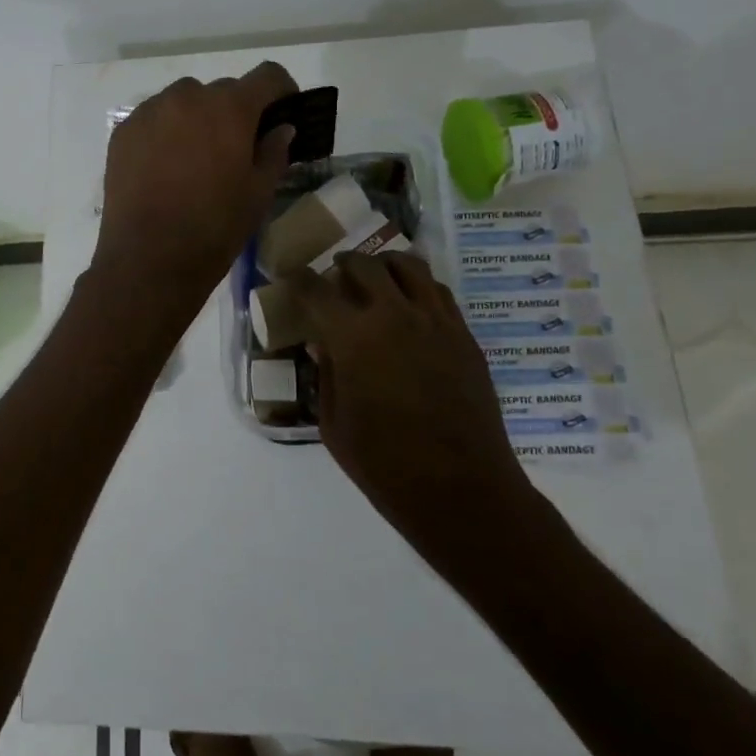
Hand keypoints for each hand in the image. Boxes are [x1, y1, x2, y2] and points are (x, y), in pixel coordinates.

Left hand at [92, 62, 298, 307]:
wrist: (147, 259)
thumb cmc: (213, 228)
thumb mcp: (258, 194)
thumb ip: (274, 152)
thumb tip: (281, 128)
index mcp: (229, 108)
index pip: (267, 75)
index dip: (282, 90)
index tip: (283, 112)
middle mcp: (187, 97)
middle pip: (222, 90)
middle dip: (235, 111)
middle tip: (236, 147)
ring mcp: (150, 112)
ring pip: (184, 100)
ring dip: (197, 117)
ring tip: (196, 157)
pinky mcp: (123, 132)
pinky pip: (154, 119)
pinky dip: (166, 131)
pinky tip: (165, 166)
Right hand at [290, 254, 534, 550]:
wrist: (461, 490)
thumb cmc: (384, 464)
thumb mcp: (333, 423)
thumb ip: (326, 374)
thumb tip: (323, 345)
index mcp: (353, 338)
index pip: (316, 289)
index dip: (298, 280)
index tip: (291, 279)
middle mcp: (395, 316)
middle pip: (364, 265)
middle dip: (342, 264)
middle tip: (334, 277)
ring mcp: (436, 322)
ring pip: (409, 267)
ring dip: (384, 267)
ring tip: (375, 280)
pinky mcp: (465, 337)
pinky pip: (439, 293)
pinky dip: (418, 288)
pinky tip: (409, 307)